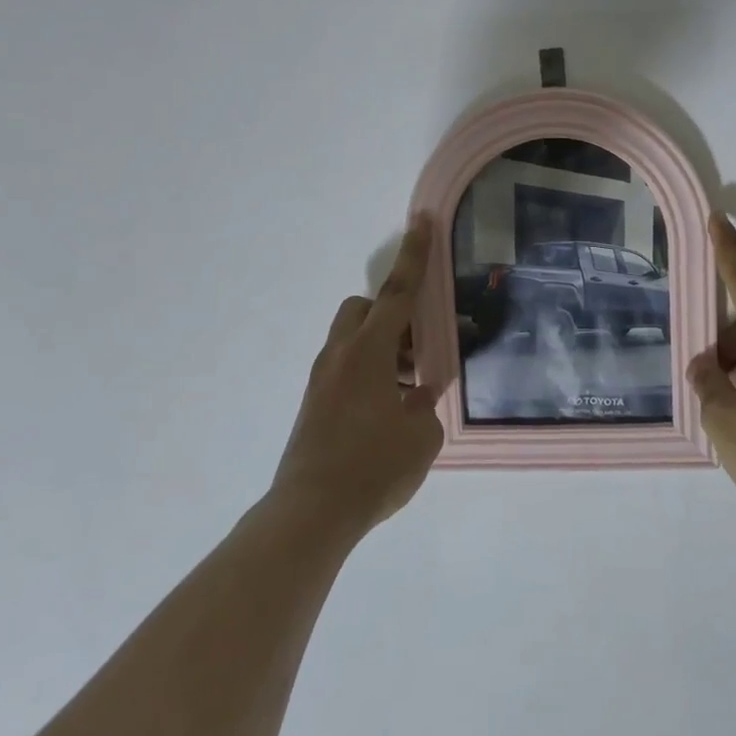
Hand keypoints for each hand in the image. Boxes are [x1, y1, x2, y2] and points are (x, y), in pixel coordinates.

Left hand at [268, 215, 444, 540]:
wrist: (311, 514)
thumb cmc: (375, 467)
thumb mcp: (421, 435)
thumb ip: (424, 405)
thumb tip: (417, 396)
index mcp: (369, 352)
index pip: (398, 293)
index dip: (414, 257)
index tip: (422, 221)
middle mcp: (340, 357)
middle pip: (363, 310)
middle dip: (391, 315)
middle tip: (419, 345)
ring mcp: (321, 381)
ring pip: (353, 342)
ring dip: (383, 350)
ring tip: (411, 389)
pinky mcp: (313, 406)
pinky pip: (345, 370)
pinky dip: (370, 375)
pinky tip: (389, 413)